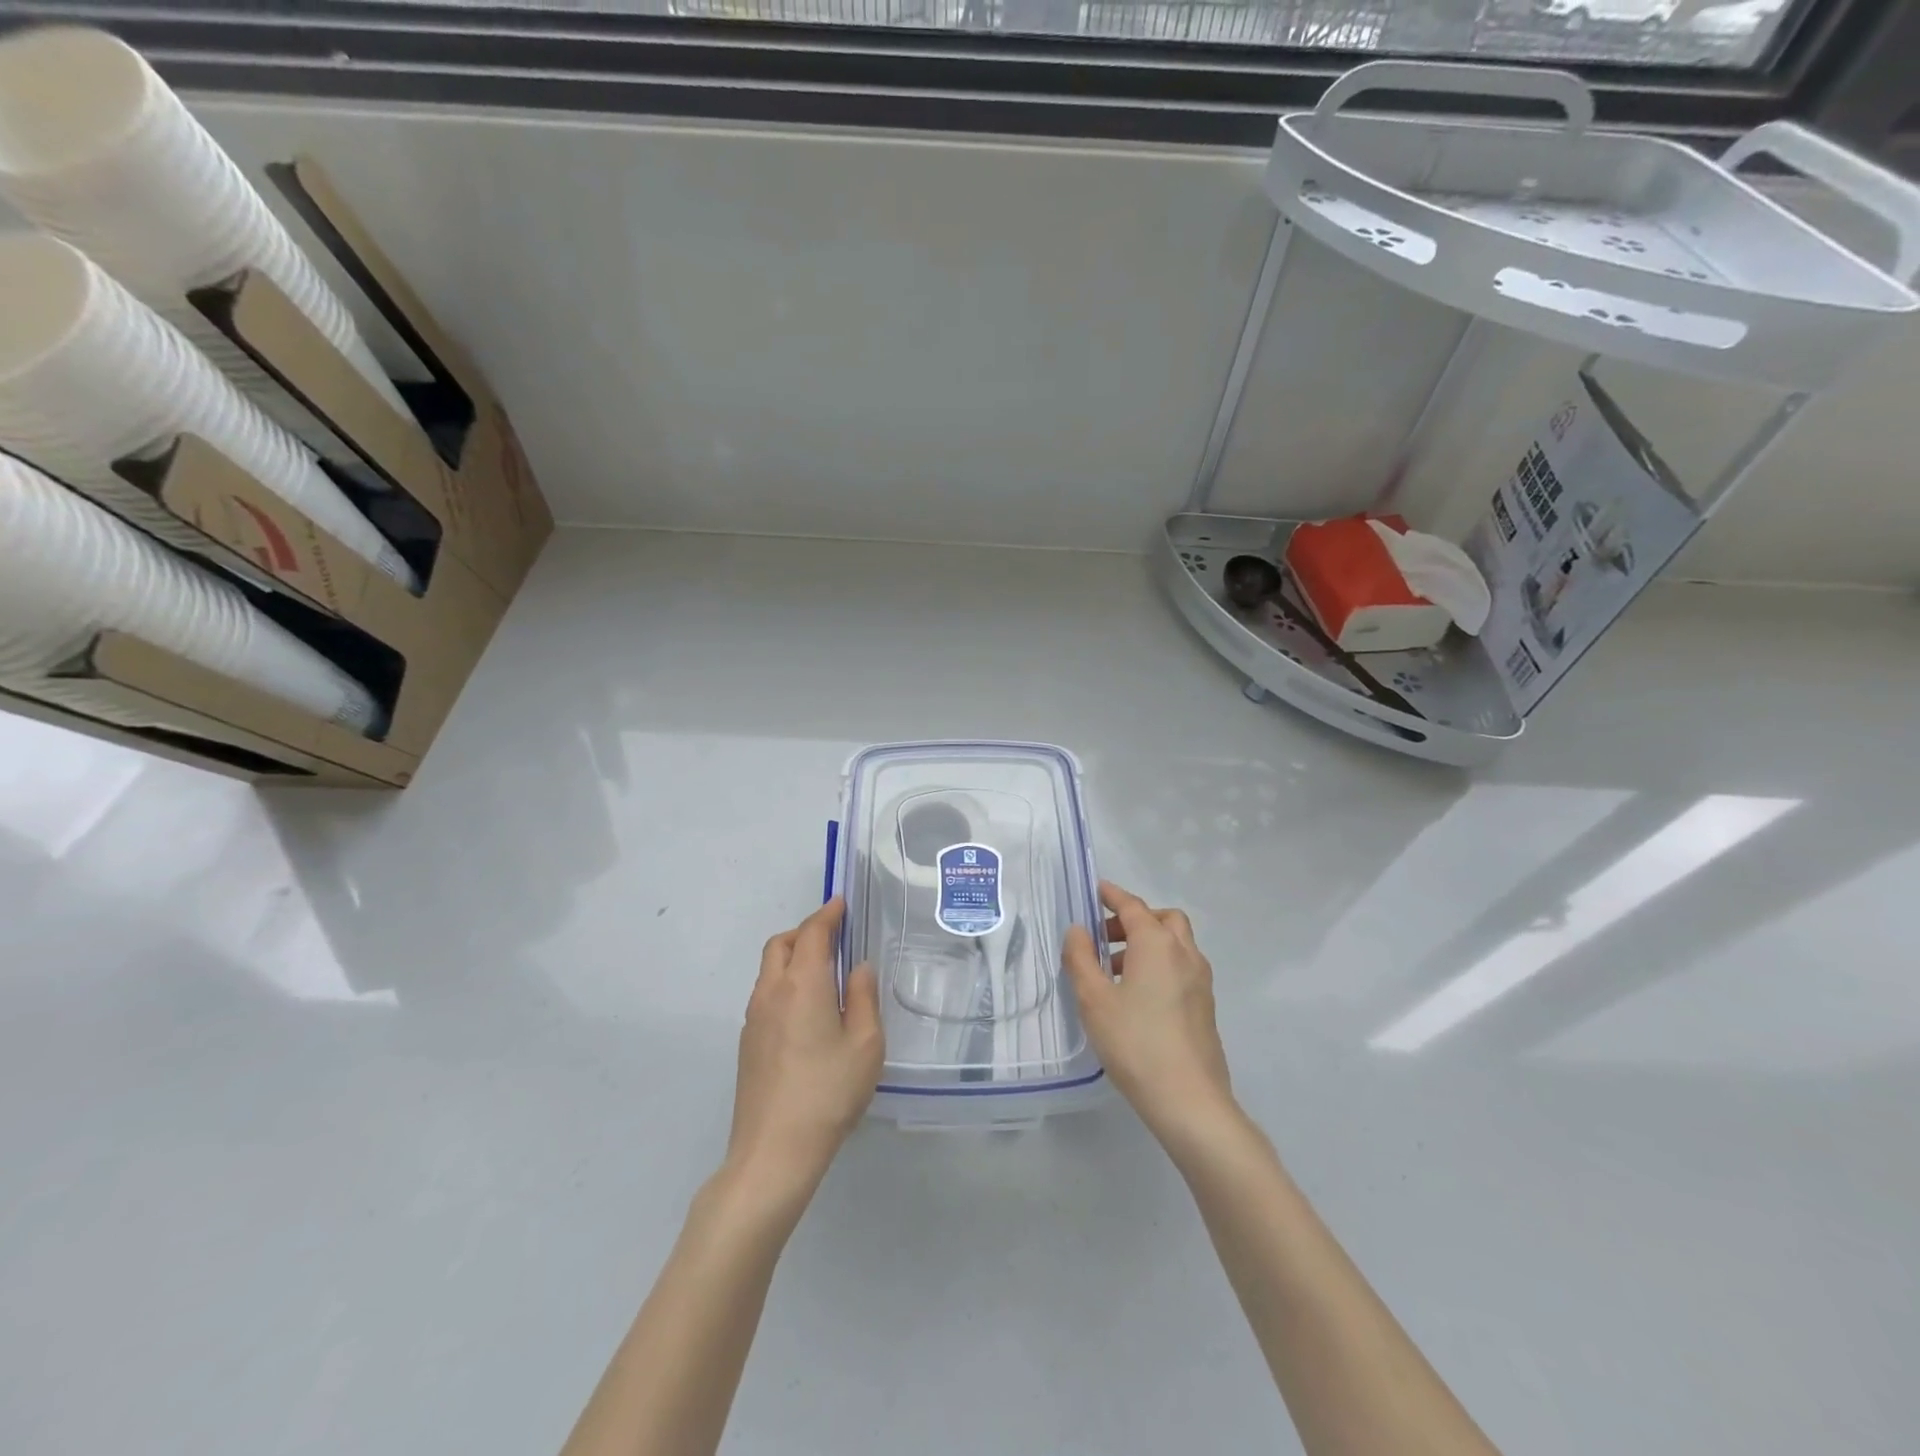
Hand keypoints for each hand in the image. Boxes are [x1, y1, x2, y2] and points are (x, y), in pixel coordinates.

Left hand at [726, 898, 882, 1204]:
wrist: (773, 1152)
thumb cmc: (828, 1092)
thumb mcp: (865, 1044)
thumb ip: (864, 998)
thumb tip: (858, 968)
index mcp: (802, 984)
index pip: (812, 933)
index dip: (828, 914)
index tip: (841, 903)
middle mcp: (771, 992)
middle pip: (781, 944)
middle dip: (806, 932)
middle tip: (835, 938)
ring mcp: (753, 1018)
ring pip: (769, 969)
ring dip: (793, 957)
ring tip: (824, 973)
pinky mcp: (747, 1043)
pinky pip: (766, 994)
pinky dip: (785, 983)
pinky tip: (807, 1011)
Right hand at [1063, 881, 1236, 1148]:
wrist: (1190, 1101)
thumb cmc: (1135, 1043)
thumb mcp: (1094, 1000)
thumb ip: (1081, 959)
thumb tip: (1078, 930)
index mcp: (1157, 944)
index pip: (1133, 906)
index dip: (1112, 895)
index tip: (1096, 890)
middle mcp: (1184, 953)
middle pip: (1163, 919)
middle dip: (1135, 919)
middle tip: (1106, 937)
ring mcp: (1201, 981)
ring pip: (1176, 944)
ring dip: (1148, 943)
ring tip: (1115, 971)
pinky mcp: (1205, 1006)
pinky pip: (1182, 967)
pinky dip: (1161, 964)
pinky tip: (1138, 996)